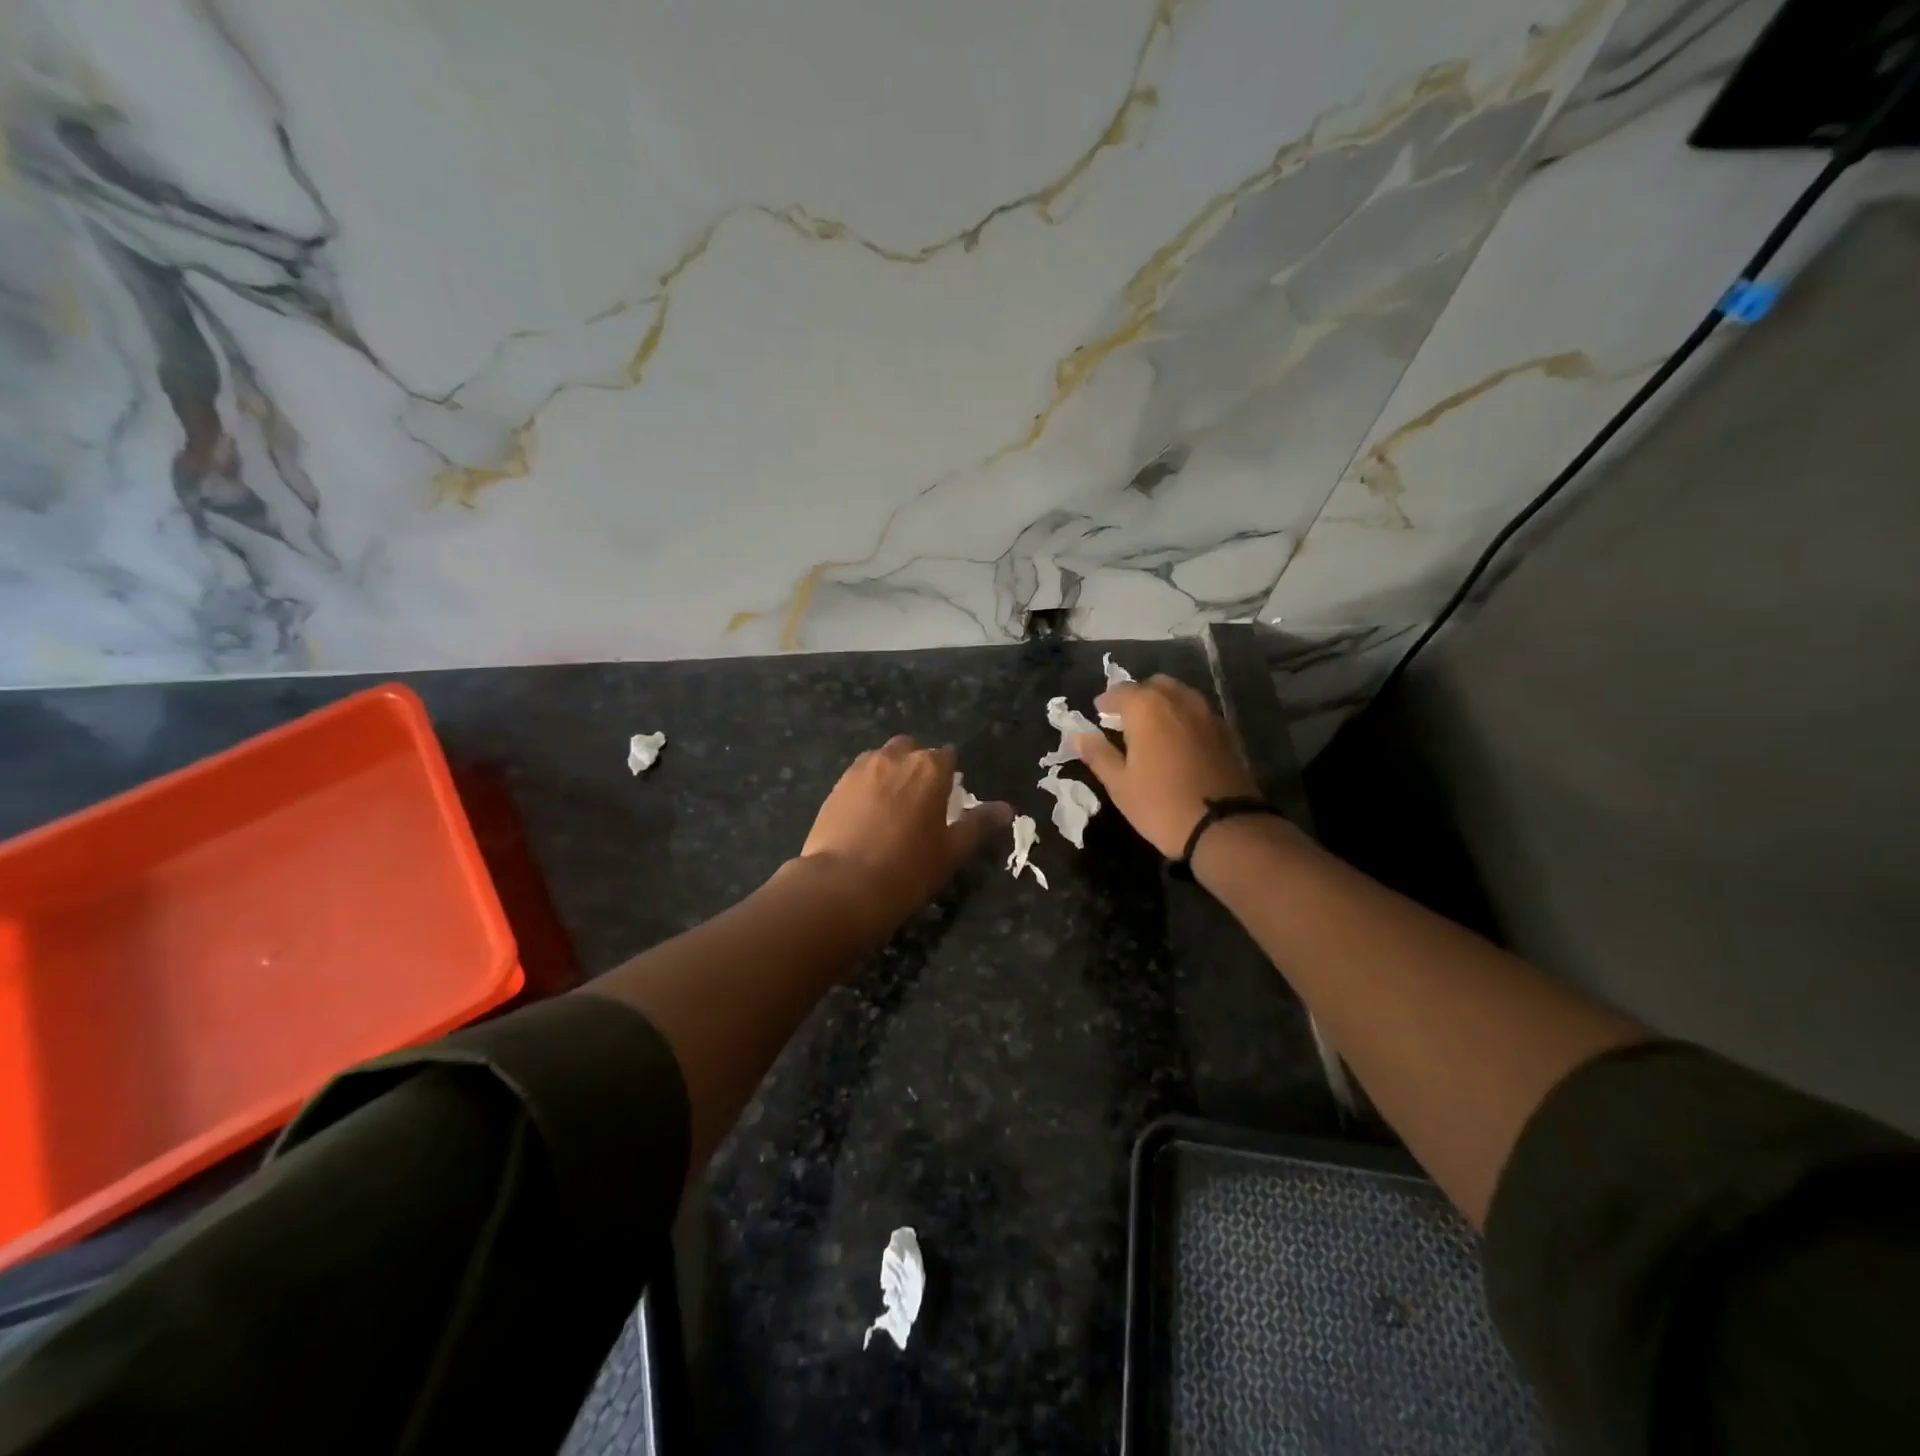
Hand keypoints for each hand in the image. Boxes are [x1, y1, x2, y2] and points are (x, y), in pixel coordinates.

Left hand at [798, 736, 1011, 929]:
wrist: (843, 886)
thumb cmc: (908, 869)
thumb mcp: (952, 851)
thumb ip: (979, 825)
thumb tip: (1006, 809)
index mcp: (930, 768)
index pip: (947, 756)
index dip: (949, 775)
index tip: (948, 798)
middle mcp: (894, 758)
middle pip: (911, 749)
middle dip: (916, 765)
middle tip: (919, 800)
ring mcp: (860, 769)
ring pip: (881, 759)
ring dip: (890, 772)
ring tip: (891, 807)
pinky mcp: (835, 786)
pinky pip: (857, 777)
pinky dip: (865, 787)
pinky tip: (865, 817)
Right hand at [1071, 675, 1258, 857]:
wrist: (1224, 828)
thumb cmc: (1161, 805)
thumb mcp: (1120, 785)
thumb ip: (1098, 755)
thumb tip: (1078, 736)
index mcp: (1148, 709)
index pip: (1121, 691)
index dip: (1107, 700)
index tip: (1098, 712)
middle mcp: (1179, 702)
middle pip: (1154, 685)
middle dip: (1137, 696)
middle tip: (1124, 718)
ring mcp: (1207, 715)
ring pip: (1180, 695)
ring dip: (1163, 703)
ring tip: (1151, 727)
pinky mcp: (1227, 733)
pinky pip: (1199, 713)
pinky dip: (1184, 717)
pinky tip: (1178, 740)